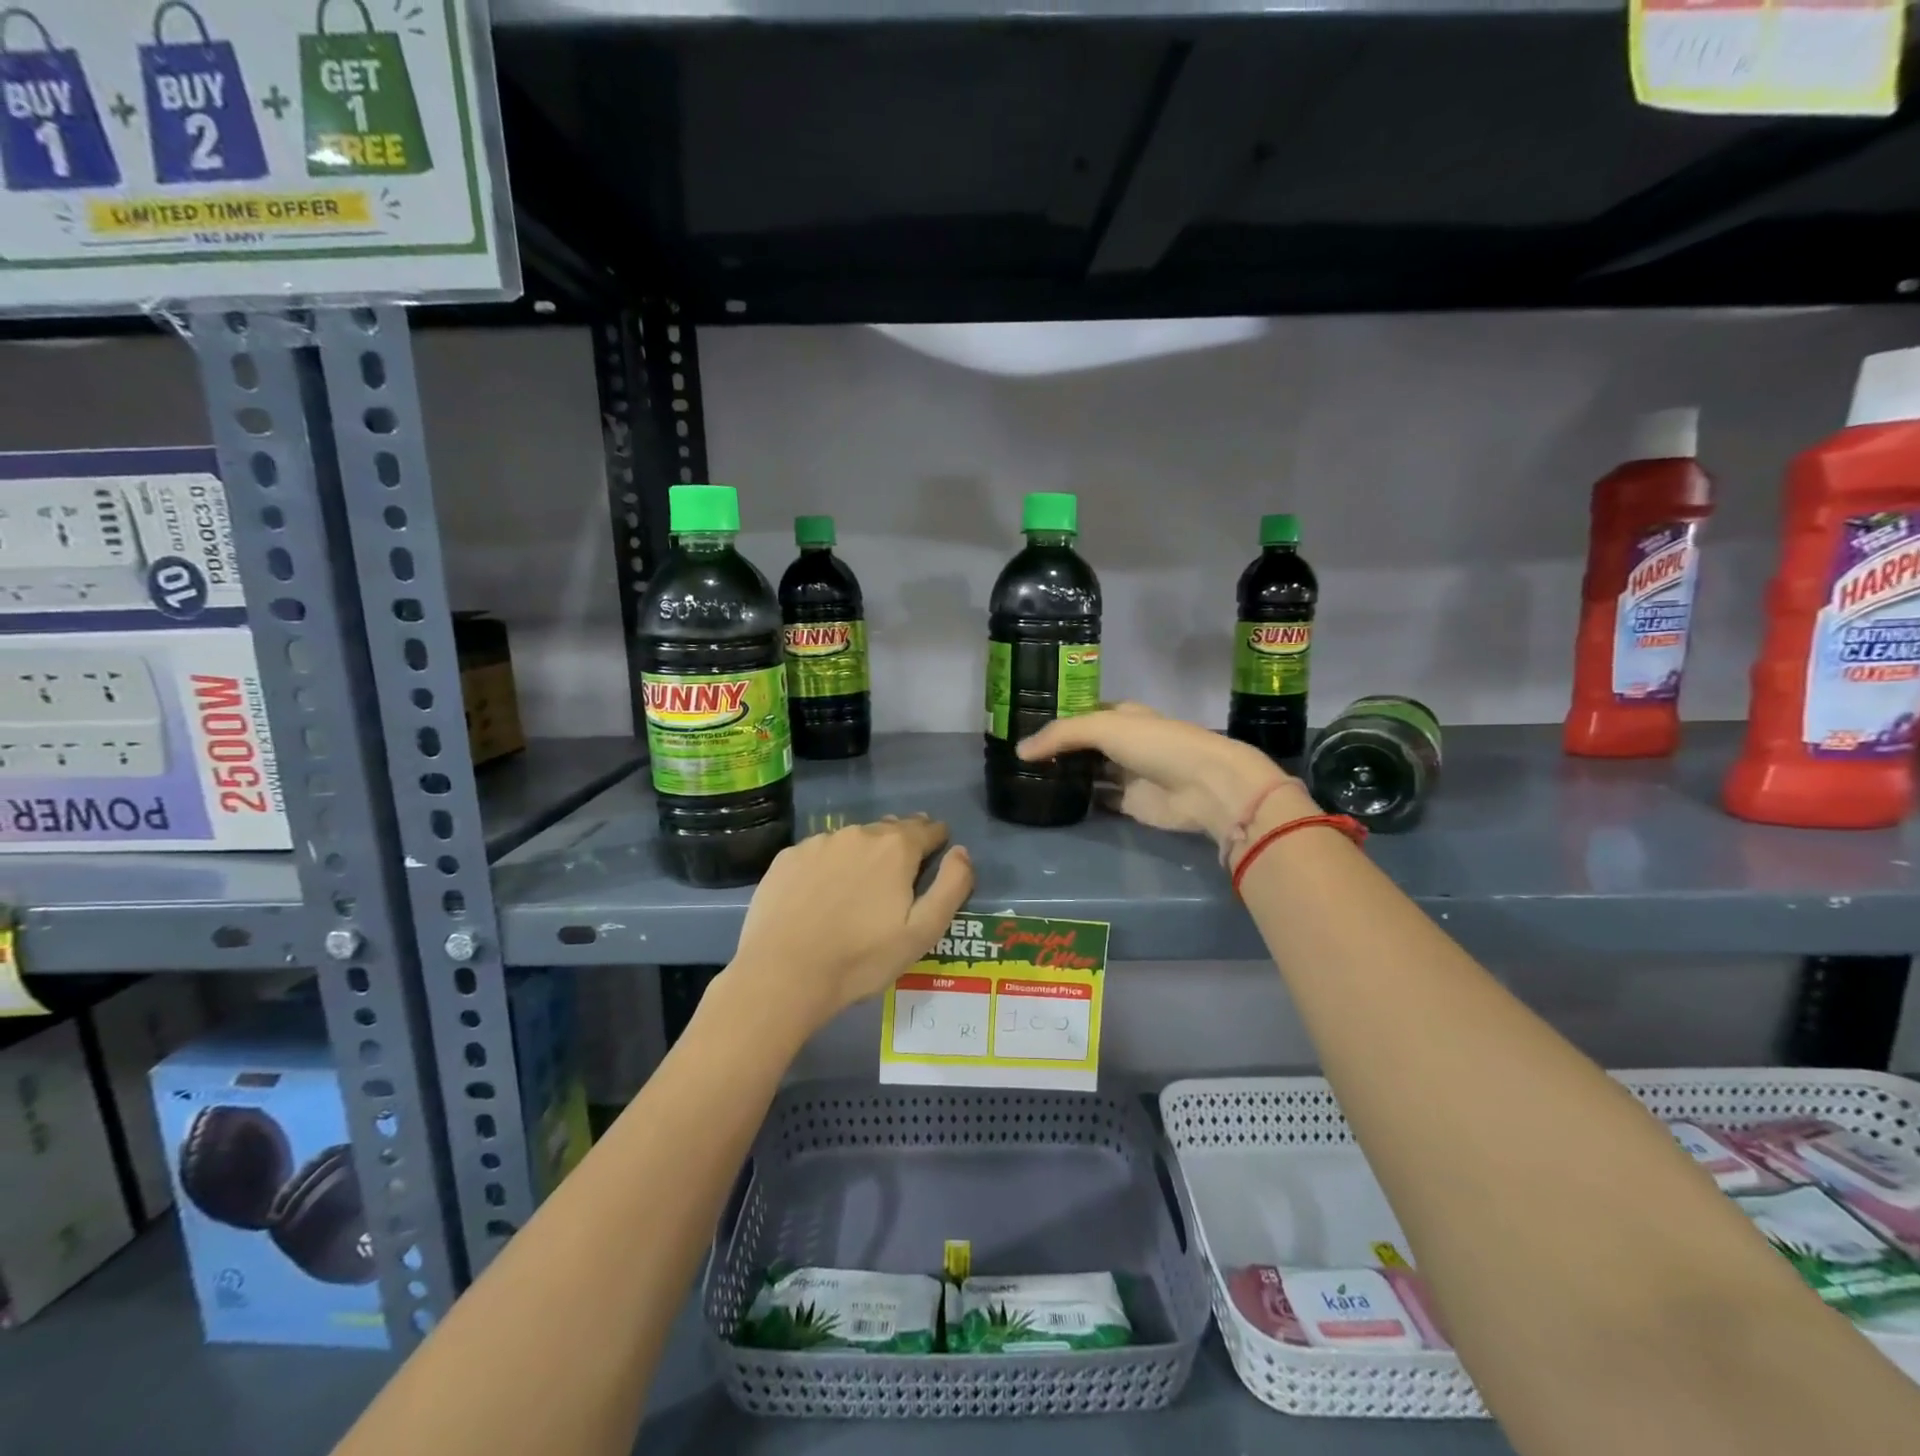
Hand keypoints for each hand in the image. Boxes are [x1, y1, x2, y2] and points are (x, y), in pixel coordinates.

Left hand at [723, 816, 974, 1036]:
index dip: (937, 840)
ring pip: (852, 841)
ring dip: (863, 856)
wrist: (783, 975)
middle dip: (901, 846)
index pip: (928, 829)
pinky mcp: (787, 858)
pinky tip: (822, 895)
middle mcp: (858, 834)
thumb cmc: (861, 958)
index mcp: (896, 848)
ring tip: (859, 888)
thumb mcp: (922, 932)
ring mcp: (818, 843)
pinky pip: (819, 854)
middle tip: (900, 874)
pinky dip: (828, 867)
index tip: (938, 852)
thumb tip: (961, 851)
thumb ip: (952, 886)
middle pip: (889, 831)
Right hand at [1018, 703, 1312, 848]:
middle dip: (1055, 749)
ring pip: (1087, 773)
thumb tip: (1019, 751)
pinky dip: (1078, 801)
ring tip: (1023, 778)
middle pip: (1081, 745)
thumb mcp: (1104, 727)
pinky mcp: (1128, 804)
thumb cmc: (1156, 744)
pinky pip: (1097, 800)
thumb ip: (1061, 735)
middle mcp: (1122, 742)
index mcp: (1121, 714)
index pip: (1081, 712)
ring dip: (1064, 776)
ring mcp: (1125, 774)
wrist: (1203, 786)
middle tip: (1015, 756)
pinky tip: (1050, 801)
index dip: (1055, 717)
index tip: (1020, 724)